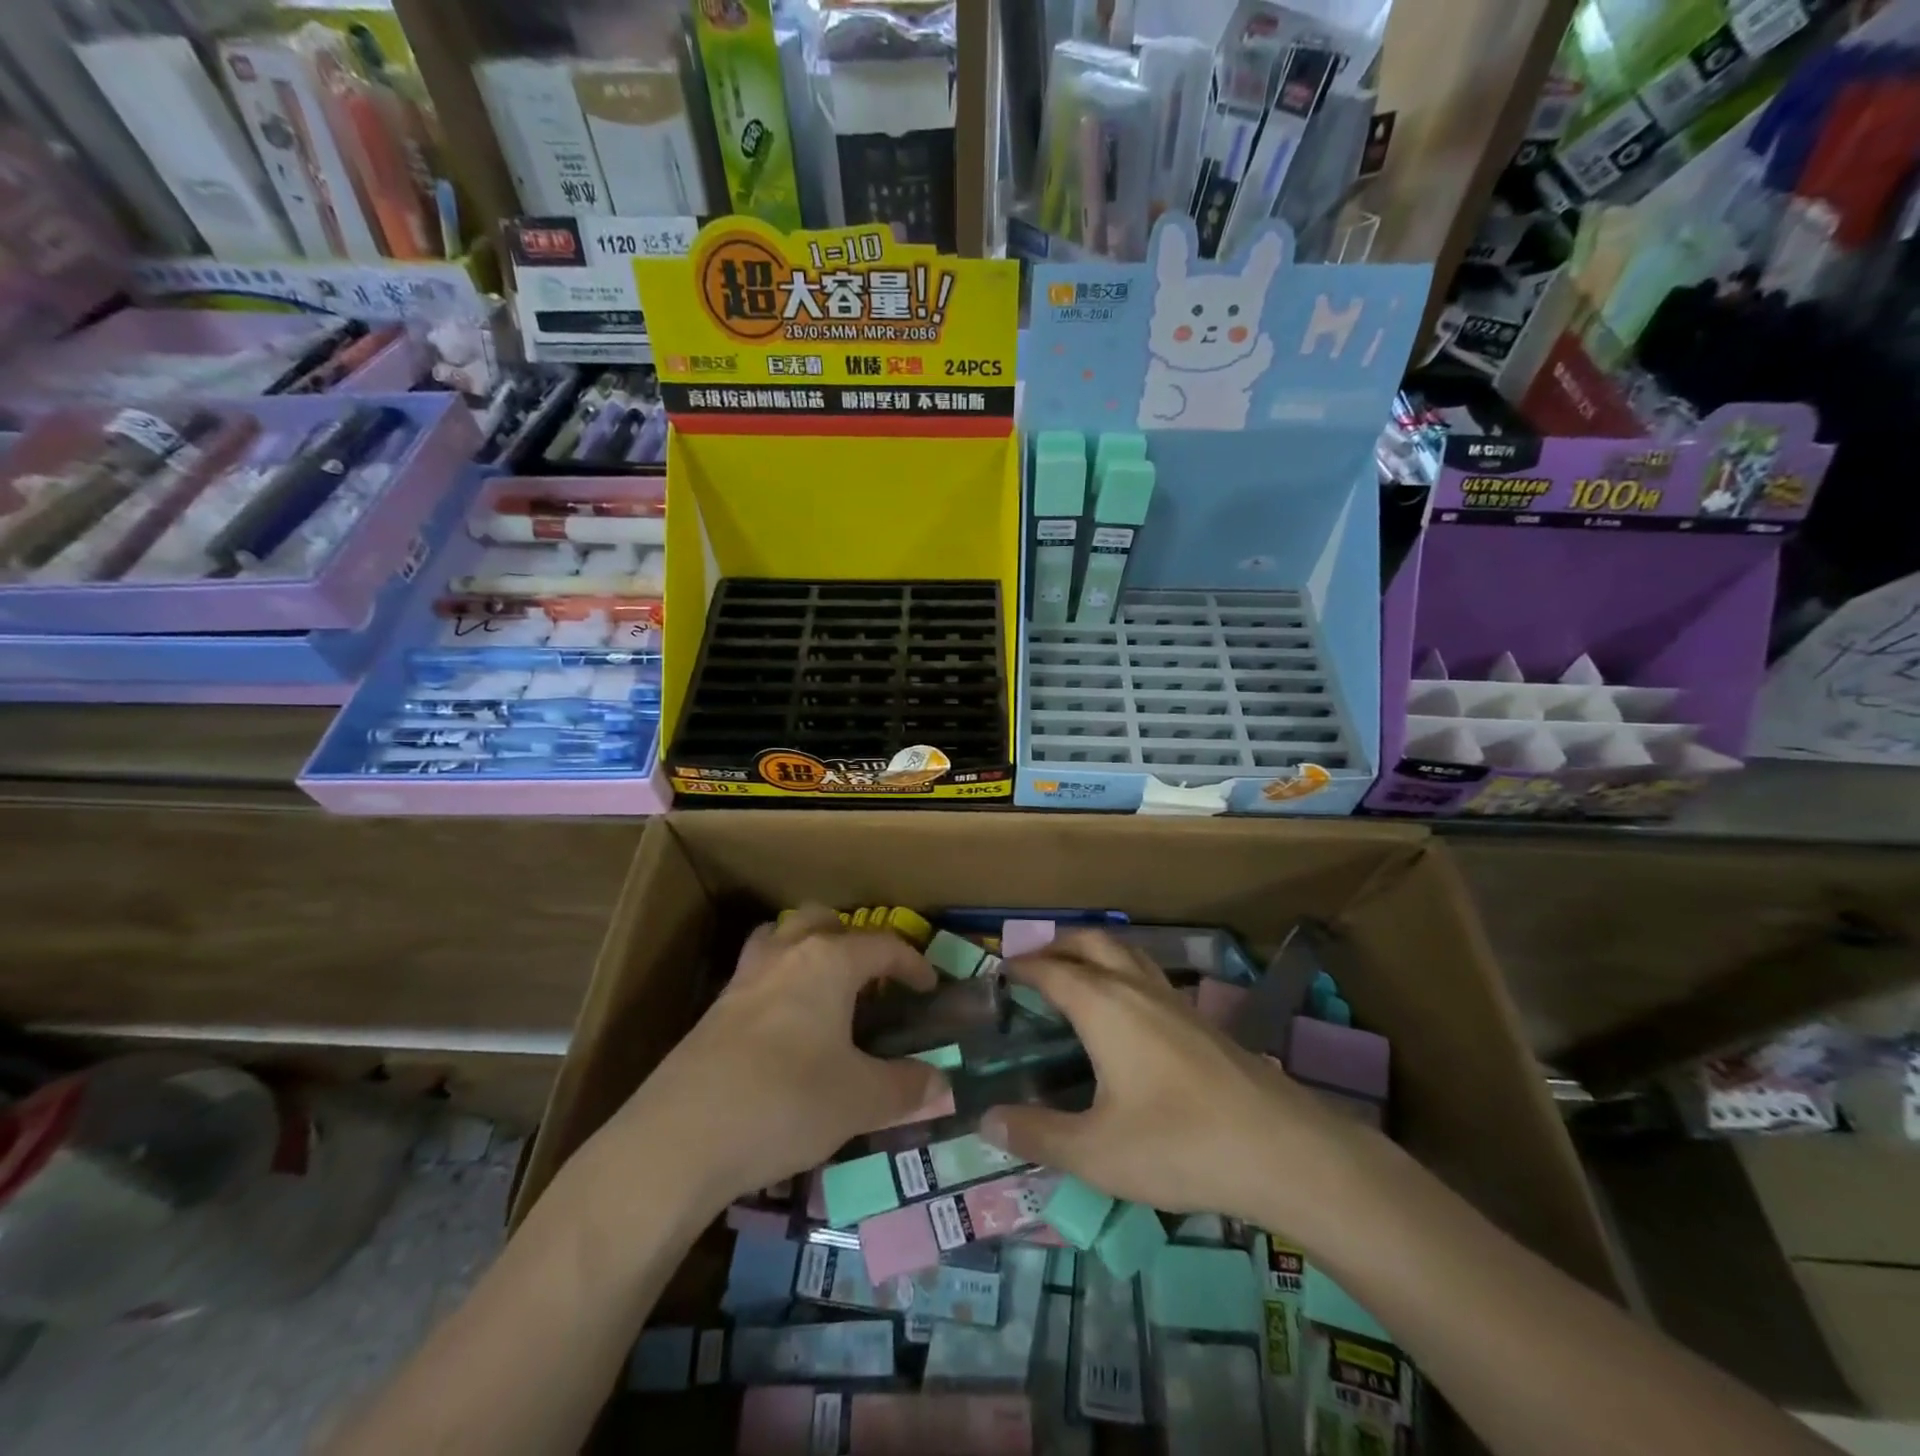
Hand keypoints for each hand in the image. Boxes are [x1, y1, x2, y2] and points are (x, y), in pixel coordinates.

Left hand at [606, 907, 946, 1209]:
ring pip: (780, 937)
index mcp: (828, 962)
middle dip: (853, 940)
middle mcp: (786, 955)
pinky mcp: (714, 1010)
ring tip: (823, 986)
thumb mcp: (860, 1100)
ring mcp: (743, 979)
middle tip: (871, 978)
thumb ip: (907, 1087)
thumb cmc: (787, 1102)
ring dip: (806, 948)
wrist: (681, 1139)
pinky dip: (778, 983)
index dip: (912, 962)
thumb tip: (942, 1084)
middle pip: (823, 921)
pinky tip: (785, 1027)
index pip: (882, 945)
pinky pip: (756, 974)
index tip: (928, 987)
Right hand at [979, 931, 1360, 1234]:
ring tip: (1076, 977)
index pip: (1052, 970)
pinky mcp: (1201, 1020)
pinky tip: (1127, 1013)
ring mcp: (1174, 1000)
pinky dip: (1123, 972)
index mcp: (1104, 1005)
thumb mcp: (1096, 1152)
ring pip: (1127, 952)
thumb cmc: (1178, 1144)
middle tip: (1033, 966)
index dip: (1022, 968)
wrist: (1281, 1149)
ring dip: (1094, 952)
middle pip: (1092, 942)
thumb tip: (986, 1121)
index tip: (999, 975)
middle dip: (1058, 944)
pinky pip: (1149, 975)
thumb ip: (1037, 1134)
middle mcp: (1136, 988)